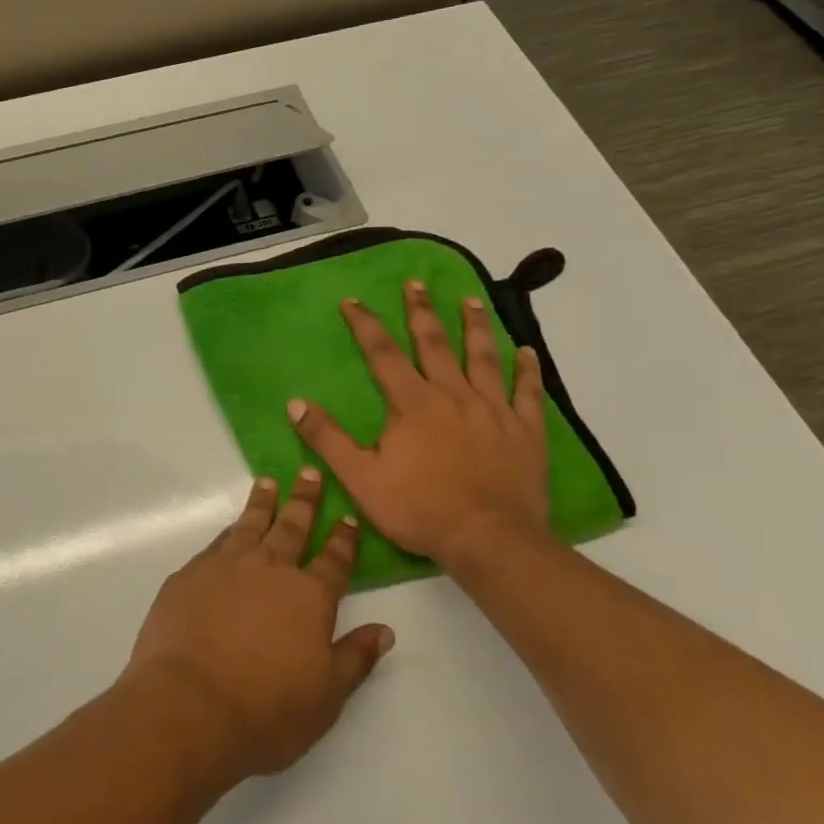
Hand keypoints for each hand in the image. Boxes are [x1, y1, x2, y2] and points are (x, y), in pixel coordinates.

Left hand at [122, 469, 393, 784]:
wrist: (189, 705)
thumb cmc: (266, 711)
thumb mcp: (326, 697)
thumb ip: (355, 658)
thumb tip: (385, 630)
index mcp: (308, 597)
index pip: (333, 560)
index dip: (343, 539)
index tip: (347, 516)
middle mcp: (269, 569)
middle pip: (292, 526)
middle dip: (304, 500)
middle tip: (309, 472)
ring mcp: (226, 566)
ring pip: (250, 524)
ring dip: (263, 502)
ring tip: (268, 482)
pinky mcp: (190, 573)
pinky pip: (217, 543)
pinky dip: (230, 530)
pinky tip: (231, 528)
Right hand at [285, 280, 551, 578]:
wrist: (490, 540)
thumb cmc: (420, 509)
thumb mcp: (360, 478)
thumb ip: (327, 439)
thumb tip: (295, 403)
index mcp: (412, 403)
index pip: (382, 353)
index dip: (365, 324)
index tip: (353, 300)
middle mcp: (453, 394)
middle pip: (435, 343)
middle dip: (421, 311)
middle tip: (416, 283)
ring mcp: (493, 410)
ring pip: (483, 358)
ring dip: (475, 327)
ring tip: (470, 300)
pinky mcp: (525, 431)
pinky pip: (527, 393)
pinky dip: (527, 370)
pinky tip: (527, 351)